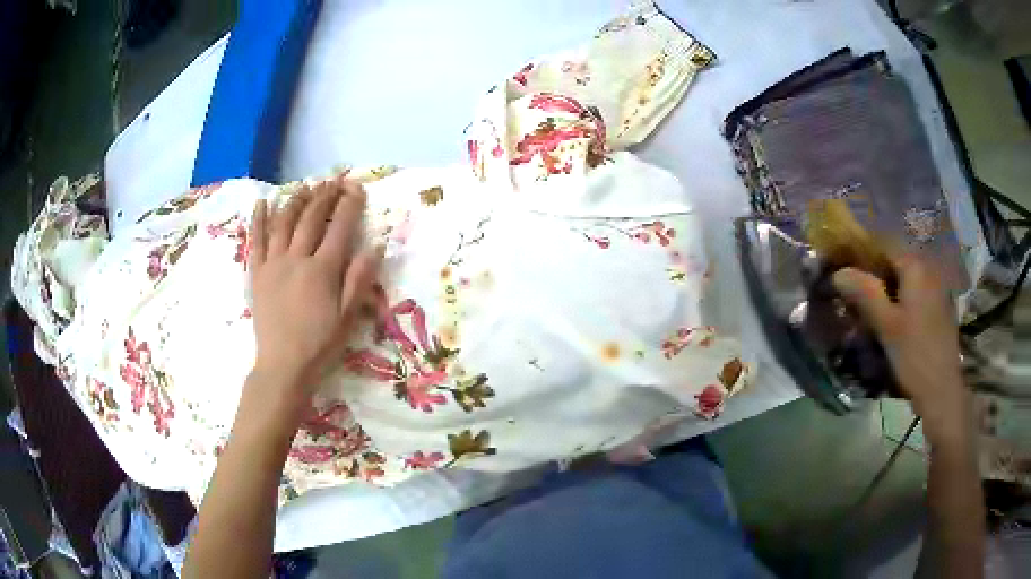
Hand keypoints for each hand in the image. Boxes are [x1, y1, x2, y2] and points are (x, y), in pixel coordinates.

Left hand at [248, 176, 381, 412]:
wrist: (283, 366)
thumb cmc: (319, 344)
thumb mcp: (348, 317)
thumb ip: (359, 280)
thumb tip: (375, 246)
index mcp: (322, 270)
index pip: (339, 227)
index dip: (349, 205)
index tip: (356, 188)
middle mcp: (297, 258)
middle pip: (311, 218)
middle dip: (324, 195)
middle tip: (333, 182)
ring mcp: (273, 263)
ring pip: (283, 222)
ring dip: (295, 200)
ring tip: (305, 186)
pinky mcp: (257, 273)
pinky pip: (256, 240)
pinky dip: (258, 219)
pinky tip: (262, 202)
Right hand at [832, 257, 967, 439]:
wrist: (942, 389)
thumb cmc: (914, 355)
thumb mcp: (886, 325)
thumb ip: (864, 294)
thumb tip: (839, 273)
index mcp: (915, 266)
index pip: (883, 242)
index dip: (861, 248)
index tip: (843, 262)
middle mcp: (927, 268)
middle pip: (894, 258)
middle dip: (873, 269)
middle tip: (853, 288)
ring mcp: (935, 287)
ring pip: (904, 276)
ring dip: (885, 284)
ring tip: (868, 304)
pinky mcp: (937, 306)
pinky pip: (913, 290)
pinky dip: (899, 296)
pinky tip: (890, 316)